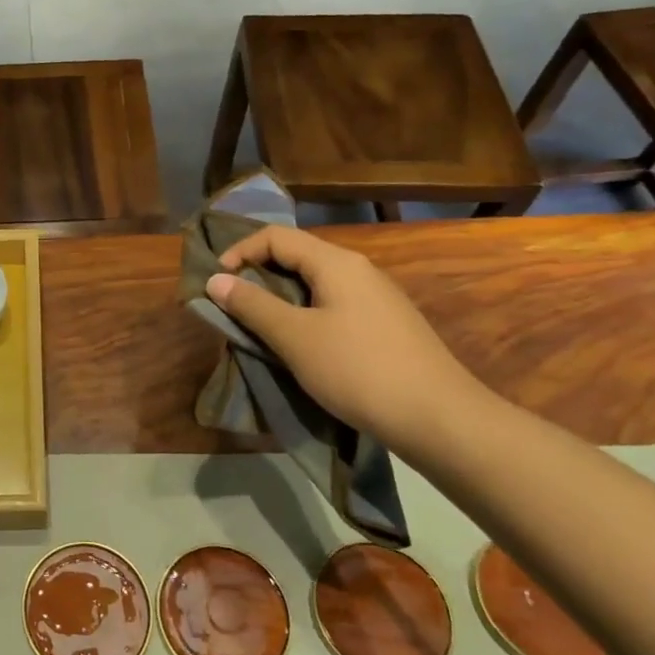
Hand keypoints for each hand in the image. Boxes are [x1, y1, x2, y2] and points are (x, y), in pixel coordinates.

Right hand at [206, 225, 484, 453]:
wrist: (439, 418)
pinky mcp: (385, 326)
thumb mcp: (295, 337)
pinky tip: (299, 346)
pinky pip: (333, 306)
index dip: (240, 251)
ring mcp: (376, 298)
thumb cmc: (358, 369)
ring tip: (259, 328)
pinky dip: (304, 316)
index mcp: (336, 263)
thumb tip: (215, 280)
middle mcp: (358, 270)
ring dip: (280, 299)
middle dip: (257, 276)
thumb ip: (252, 305)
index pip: (276, 236)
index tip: (216, 283)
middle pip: (296, 257)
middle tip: (232, 307)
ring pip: (315, 284)